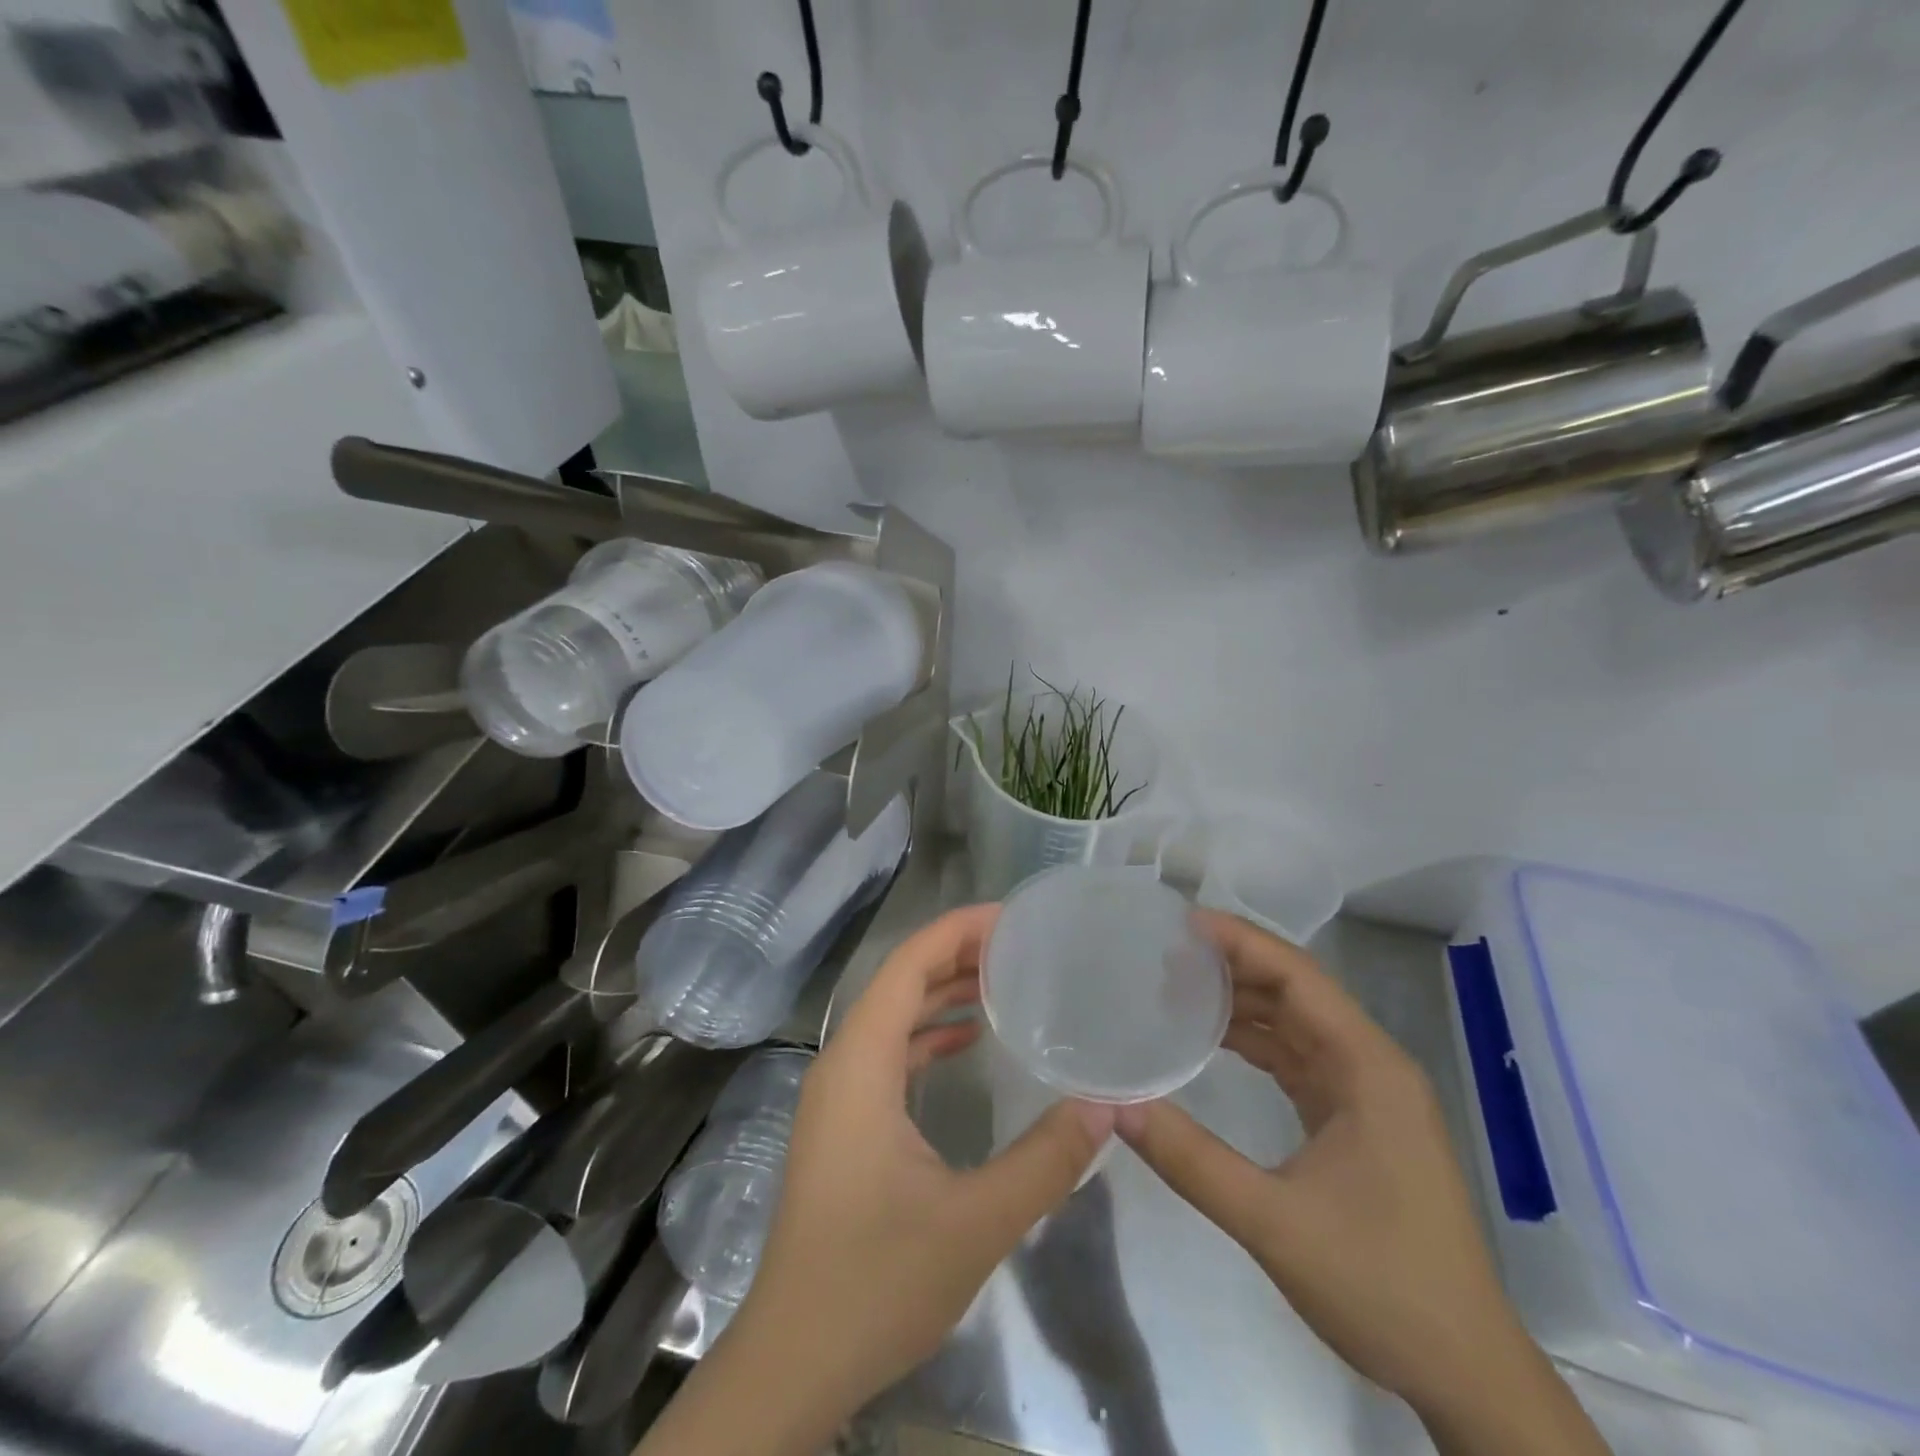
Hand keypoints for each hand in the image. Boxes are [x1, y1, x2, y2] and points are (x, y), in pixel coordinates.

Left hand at [640, 904, 1113, 1455]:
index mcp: (861, 1064)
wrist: (794, 1359)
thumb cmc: (876, 1281)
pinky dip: (928, 1034)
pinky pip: (889, 1052)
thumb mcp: (975, 1223)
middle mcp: (843, 1063)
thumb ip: (1046, 1160)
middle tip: (1022, 943)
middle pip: (900, 982)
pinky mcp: (844, 1122)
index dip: (957, 930)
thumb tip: (1109, 1104)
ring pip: (894, 1016)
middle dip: (957, 953)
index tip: (1013, 917)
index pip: (907, 965)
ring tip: (1005, 978)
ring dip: (943, 991)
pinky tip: (969, 1040)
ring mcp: (839, 1094)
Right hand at [1117, 912, 1608, 1454]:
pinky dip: (1254, 1040)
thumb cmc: (1381, 1285)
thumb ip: (1191, 1160)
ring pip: (1295, 1022)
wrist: (1465, 1372)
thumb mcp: (1274, 1223)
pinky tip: (1211, 1039)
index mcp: (1367, 1068)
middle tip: (1164, 954)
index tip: (1180, 924)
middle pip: (1295, 991)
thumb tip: (1116, 1105)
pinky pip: (1297, 1057)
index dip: (1240, 942)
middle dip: (1232, 965)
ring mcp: (1365, 1092)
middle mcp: (1370, 1065)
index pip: (1298, 977)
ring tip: (1175, 987)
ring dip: (1241, 1001)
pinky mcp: (1355, 1119)